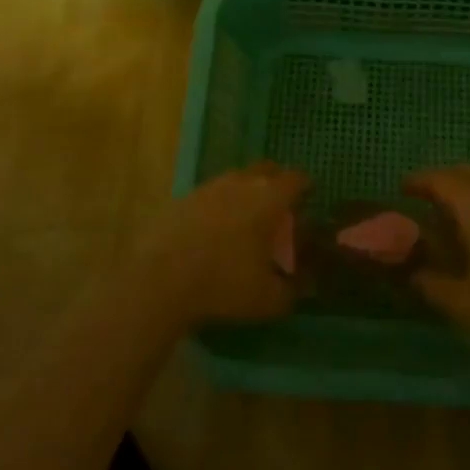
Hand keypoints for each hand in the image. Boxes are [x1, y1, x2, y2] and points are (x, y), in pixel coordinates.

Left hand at [146, 162, 307, 325]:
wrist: (160, 279)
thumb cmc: (224, 284)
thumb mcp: (267, 299)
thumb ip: (291, 291)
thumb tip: (301, 287)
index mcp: (269, 199)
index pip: (296, 179)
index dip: (305, 186)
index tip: (309, 198)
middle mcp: (241, 183)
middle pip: (266, 170)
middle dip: (276, 183)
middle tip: (279, 207)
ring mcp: (209, 187)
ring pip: (236, 180)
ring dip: (245, 193)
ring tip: (245, 220)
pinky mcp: (183, 198)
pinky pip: (210, 195)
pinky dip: (218, 206)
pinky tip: (214, 230)